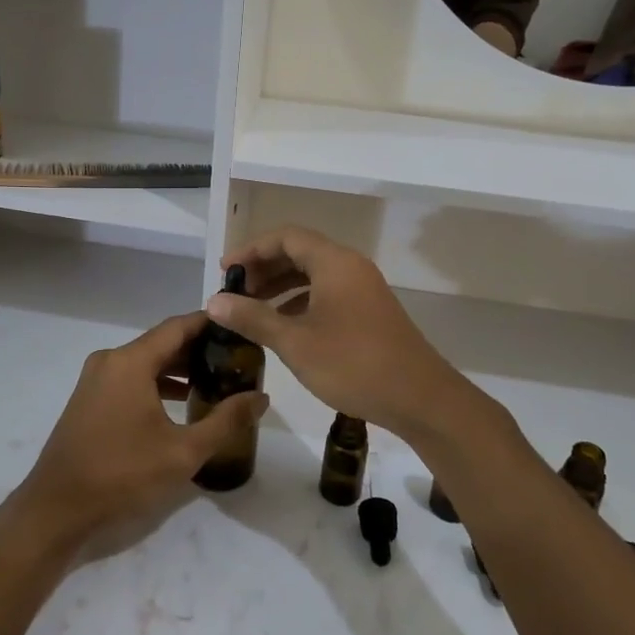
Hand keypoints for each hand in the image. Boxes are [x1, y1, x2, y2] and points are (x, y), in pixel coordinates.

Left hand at [12, 312, 267, 551]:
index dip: (211, 324)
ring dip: (179, 368)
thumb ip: (225, 421)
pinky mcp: (90, 399)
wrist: (56, 509)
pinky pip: (131, 378)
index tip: (241, 328)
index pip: (179, 326)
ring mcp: (96, 379)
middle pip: (163, 342)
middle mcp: (111, 360)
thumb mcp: (182, 452)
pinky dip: (157, 383)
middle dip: (199, 348)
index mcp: (131, 361)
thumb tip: (261, 398)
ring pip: (146, 361)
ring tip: (216, 380)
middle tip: (236, 359)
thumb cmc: (121, 475)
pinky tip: (182, 403)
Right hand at [208, 226, 472, 442]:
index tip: (226, 271)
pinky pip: (327, 293)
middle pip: (300, 252)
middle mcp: (350, 267)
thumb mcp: (295, 342)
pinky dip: (301, 302)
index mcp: (334, 262)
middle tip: (235, 292)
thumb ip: (253, 318)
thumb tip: (215, 302)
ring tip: (251, 309)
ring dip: (281, 287)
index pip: (286, 237)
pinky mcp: (369, 312)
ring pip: (314, 275)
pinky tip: (283, 326)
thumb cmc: (353, 364)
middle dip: (264, 268)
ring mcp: (363, 289)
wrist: (420, 398)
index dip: (252, 249)